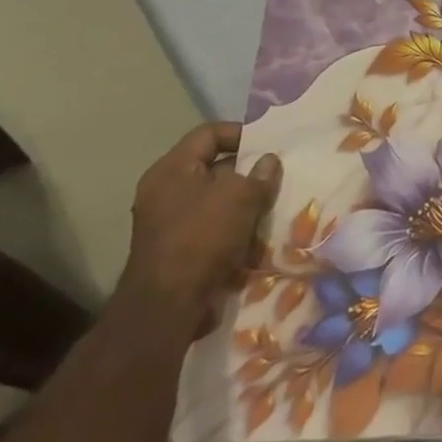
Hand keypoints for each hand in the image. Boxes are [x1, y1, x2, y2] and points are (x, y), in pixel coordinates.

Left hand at [122, 124, 281, 332]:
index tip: (269, 146)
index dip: (241, 133)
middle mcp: (165, 192)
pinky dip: (235, 231)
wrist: (168, 307)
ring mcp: (169, 223)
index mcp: (171, 169)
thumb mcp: (241, 196)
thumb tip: (269, 161)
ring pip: (217, 201)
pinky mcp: (178, 251)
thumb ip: (260, 174)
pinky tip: (258, 238)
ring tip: (272, 208)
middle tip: (276, 177)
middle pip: (214, 168)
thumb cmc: (202, 237)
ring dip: (245, 205)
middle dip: (248, 173)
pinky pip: (212, 229)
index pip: (209, 133)